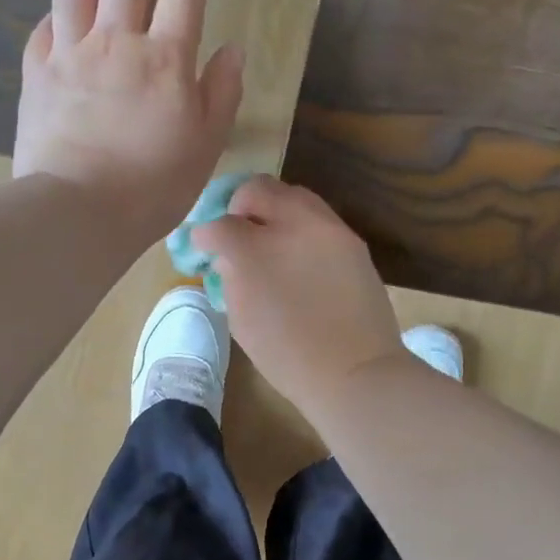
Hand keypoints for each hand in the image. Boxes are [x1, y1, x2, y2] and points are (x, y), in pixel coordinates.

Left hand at [13, 0, 243, 246]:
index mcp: (164, 59)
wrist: (78, 211)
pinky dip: (58, 8)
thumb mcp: (206, 144)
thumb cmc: (153, 186)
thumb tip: (232, 50)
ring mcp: (69, 55)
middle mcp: (115, 42)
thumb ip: (222, 92)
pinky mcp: (36, 75)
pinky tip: (63, 7)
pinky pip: (44, 26)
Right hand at [191, 176, 406, 419]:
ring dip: (274, 208)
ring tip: (270, 236)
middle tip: (237, 229)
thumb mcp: (242, 320)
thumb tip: (229, 257)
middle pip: (258, 189)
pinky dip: (301, 224)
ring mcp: (328, 228)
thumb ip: (231, 278)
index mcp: (255, 252)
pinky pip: (319, 216)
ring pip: (293, 194)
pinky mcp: (352, 240)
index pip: (220, 224)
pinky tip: (298, 251)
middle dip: (240, 204)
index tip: (204, 245)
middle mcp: (292, 226)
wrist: (355, 371)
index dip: (205, 234)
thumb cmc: (289, 357)